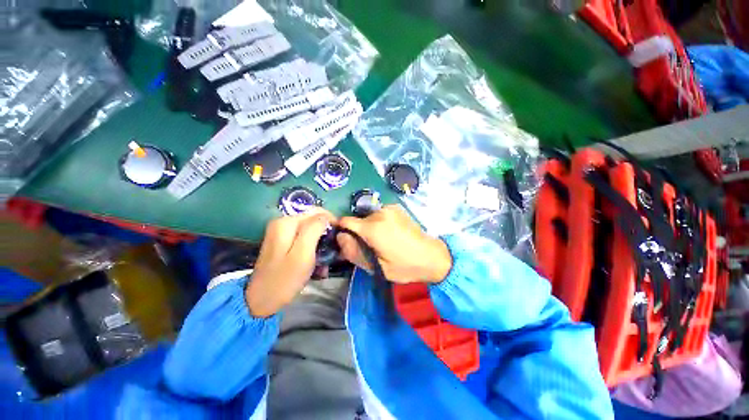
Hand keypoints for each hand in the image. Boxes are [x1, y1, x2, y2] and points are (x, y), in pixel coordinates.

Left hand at [246, 208, 334, 316]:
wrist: (261, 300)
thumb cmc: (285, 279)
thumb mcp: (303, 254)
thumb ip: (314, 230)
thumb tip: (325, 216)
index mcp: (286, 222)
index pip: (316, 212)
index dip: (331, 221)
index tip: (339, 236)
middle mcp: (282, 222)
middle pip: (312, 219)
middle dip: (325, 231)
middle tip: (333, 247)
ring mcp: (281, 232)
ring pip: (310, 228)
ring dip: (320, 240)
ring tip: (326, 256)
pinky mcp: (283, 241)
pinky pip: (303, 237)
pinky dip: (313, 246)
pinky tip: (317, 259)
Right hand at [336, 205, 451, 283]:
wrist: (432, 256)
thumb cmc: (404, 266)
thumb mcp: (376, 267)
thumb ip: (354, 252)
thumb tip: (339, 237)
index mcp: (373, 227)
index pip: (346, 221)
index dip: (343, 231)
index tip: (348, 242)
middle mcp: (380, 213)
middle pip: (358, 220)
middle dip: (359, 232)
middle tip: (371, 247)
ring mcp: (390, 208)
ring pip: (369, 217)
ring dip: (370, 227)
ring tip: (383, 241)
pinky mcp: (397, 208)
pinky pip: (380, 214)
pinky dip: (380, 222)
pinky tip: (391, 233)